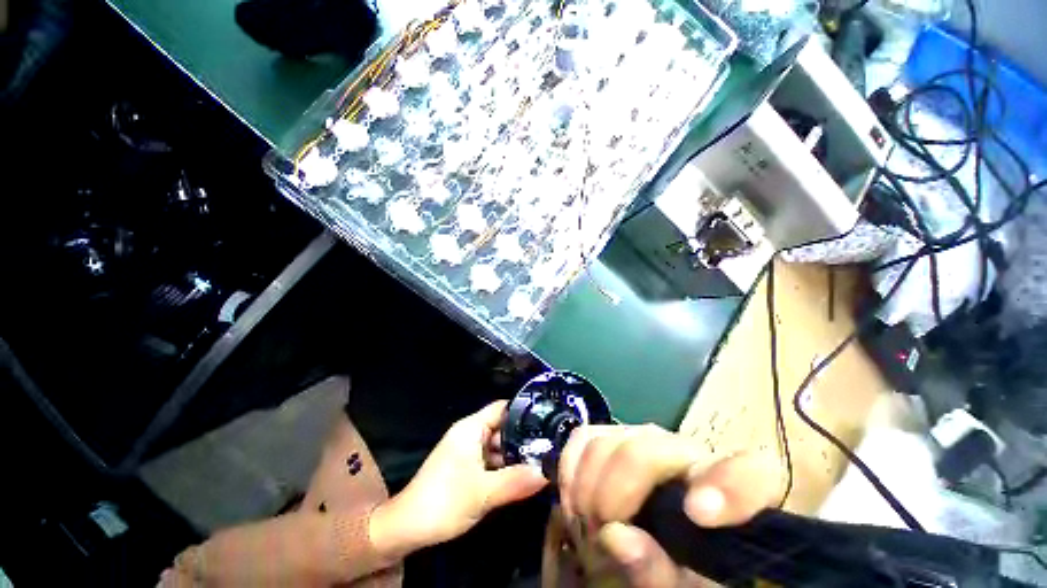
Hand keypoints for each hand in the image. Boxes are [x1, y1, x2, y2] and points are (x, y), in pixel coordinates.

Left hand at [370, 401, 548, 557]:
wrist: (406, 528)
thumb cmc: (444, 501)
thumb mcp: (484, 493)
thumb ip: (517, 481)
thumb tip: (548, 472)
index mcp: (471, 427)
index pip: (503, 408)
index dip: (524, 411)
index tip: (547, 419)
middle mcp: (470, 433)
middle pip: (502, 426)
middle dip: (524, 436)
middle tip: (550, 445)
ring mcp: (467, 450)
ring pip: (497, 445)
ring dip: (515, 453)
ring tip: (542, 459)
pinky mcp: (465, 467)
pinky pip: (490, 459)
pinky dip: (504, 465)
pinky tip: (522, 475)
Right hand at [558, 424, 779, 587]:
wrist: (666, 541)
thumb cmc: (687, 572)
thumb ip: (660, 572)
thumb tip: (616, 536)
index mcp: (730, 494)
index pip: (749, 472)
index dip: (725, 484)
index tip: (698, 514)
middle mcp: (686, 452)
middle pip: (645, 449)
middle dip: (613, 493)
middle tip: (597, 535)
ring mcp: (645, 438)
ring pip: (607, 440)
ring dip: (586, 486)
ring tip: (586, 525)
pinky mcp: (613, 435)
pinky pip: (584, 438)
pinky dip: (571, 469)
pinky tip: (574, 500)